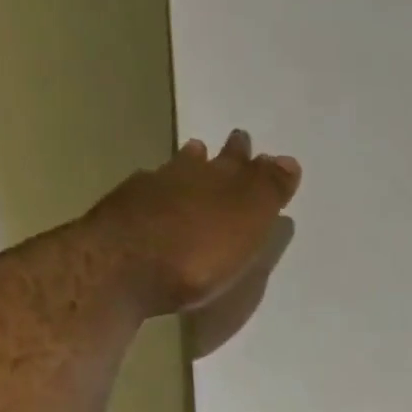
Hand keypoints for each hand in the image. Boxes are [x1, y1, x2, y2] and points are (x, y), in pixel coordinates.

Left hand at [90, 130, 300, 318]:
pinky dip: (157, 193)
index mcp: (222, 180)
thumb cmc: (198, 252)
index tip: (260, 153)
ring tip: (193, 157)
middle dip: (223, 156)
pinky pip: (147, 194)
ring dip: (187, 166)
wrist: (124, 267)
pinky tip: (154, 198)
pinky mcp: (123, 215)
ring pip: (175, 172)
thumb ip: (268, 191)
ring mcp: (149, 192)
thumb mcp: (247, 223)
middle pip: (209, 162)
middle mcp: (186, 176)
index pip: (245, 165)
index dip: (255, 163)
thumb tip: (289, 160)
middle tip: (232, 145)